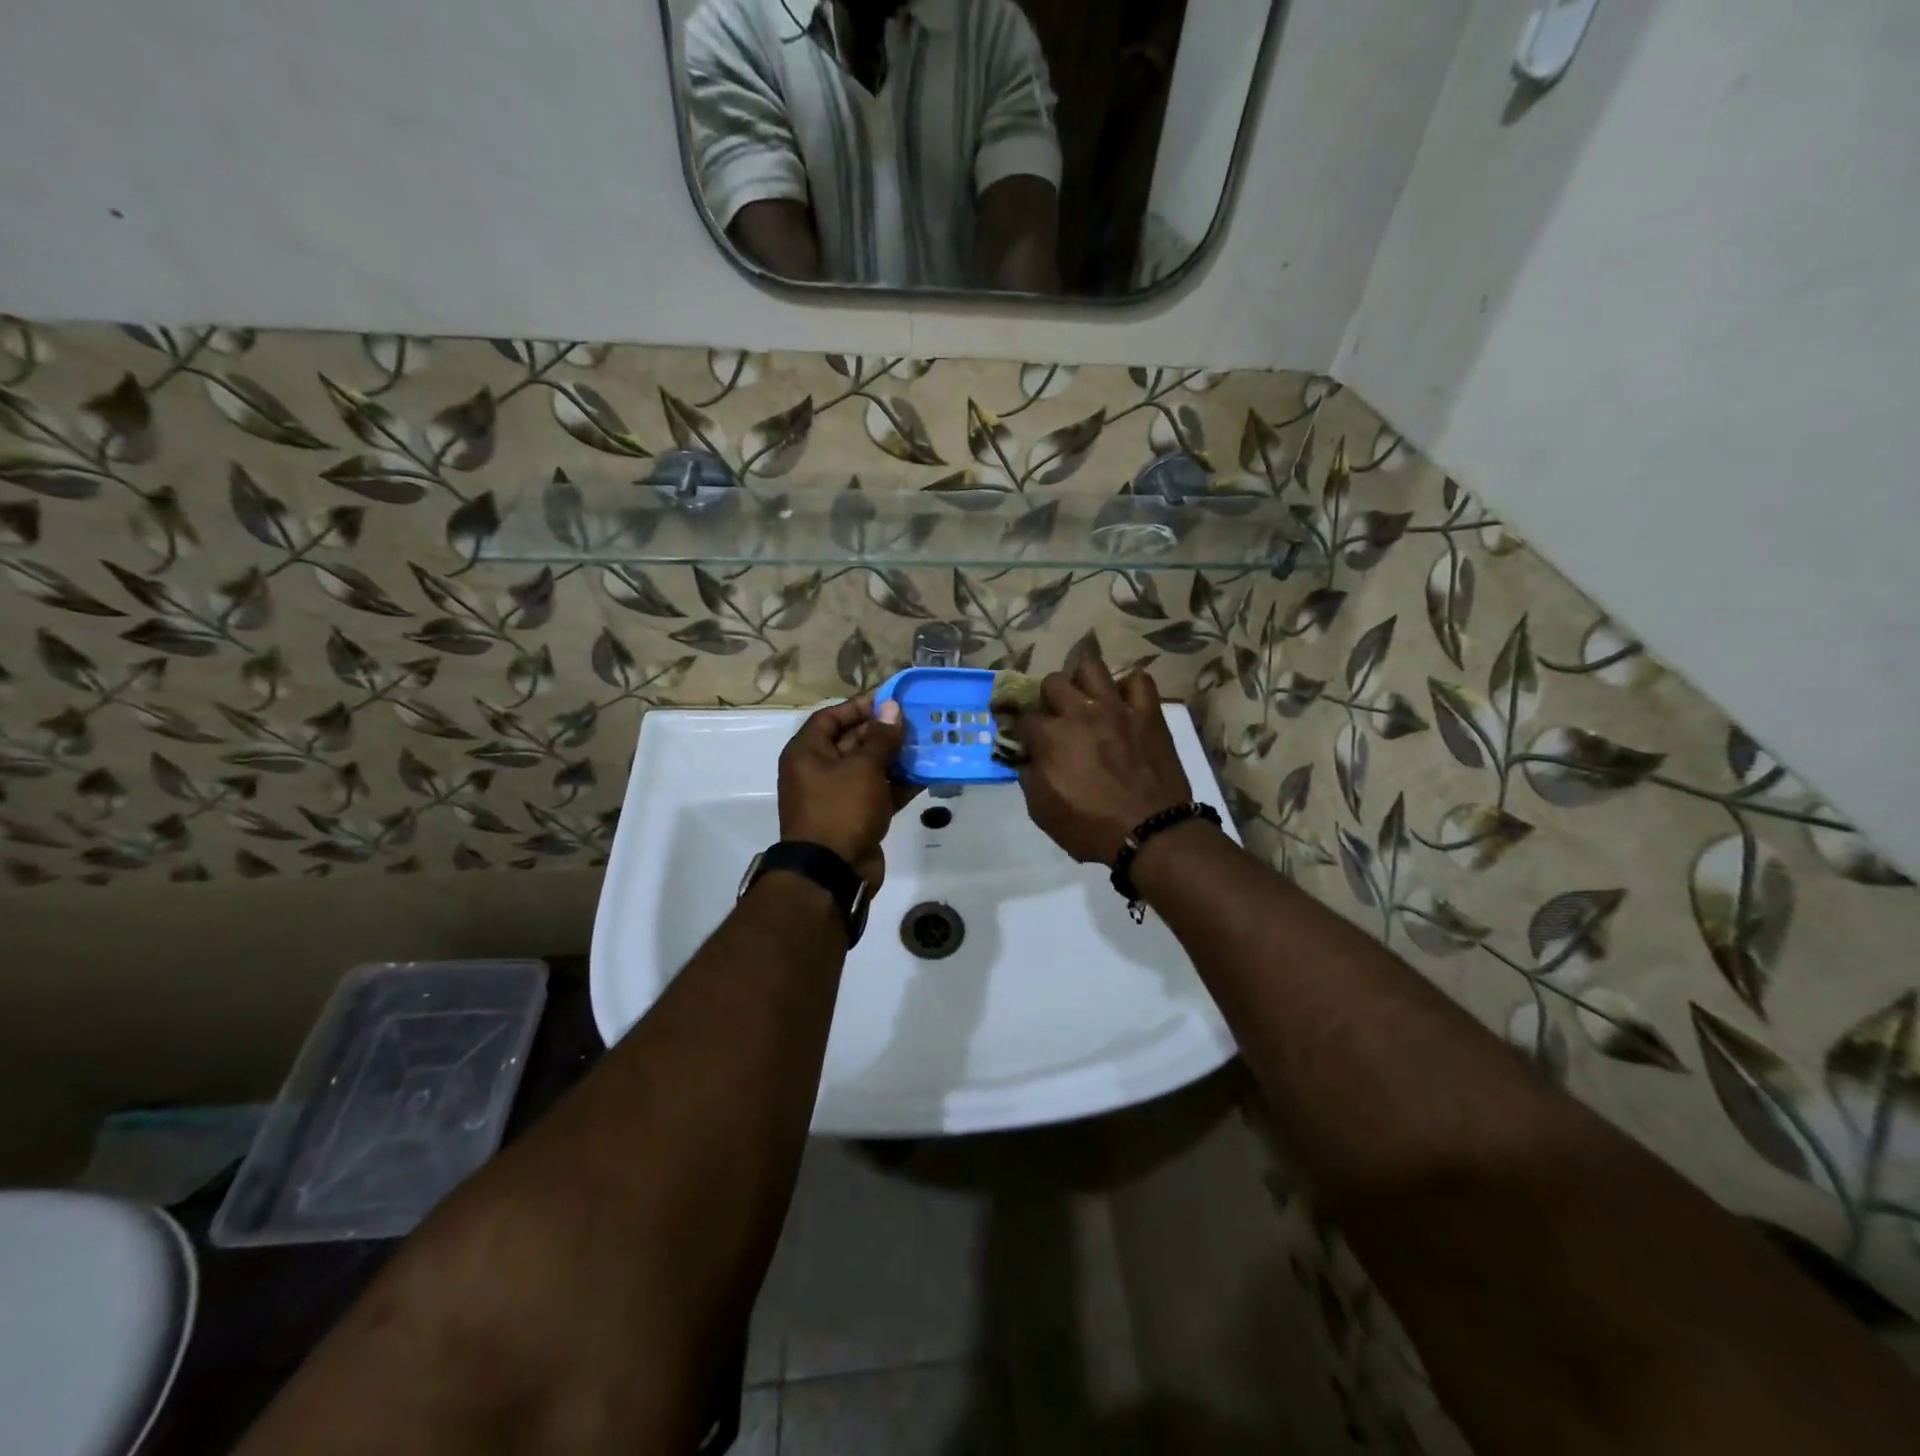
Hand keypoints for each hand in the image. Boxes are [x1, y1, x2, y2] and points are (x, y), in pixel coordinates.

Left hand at [778, 695, 909, 887]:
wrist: (832, 873)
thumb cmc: (841, 810)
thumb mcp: (863, 768)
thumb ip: (880, 737)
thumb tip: (892, 708)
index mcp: (807, 753)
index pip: (831, 717)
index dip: (860, 707)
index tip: (892, 701)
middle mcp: (818, 771)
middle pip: (852, 741)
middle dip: (884, 732)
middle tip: (918, 722)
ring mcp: (838, 796)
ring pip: (869, 768)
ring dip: (896, 758)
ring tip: (928, 744)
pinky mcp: (856, 818)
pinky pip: (879, 792)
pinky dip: (899, 784)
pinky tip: (926, 774)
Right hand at [1012, 654, 1193, 864]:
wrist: (1150, 832)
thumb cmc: (1090, 828)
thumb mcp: (1042, 811)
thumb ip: (1029, 777)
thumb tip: (1027, 758)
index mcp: (1050, 736)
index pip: (1023, 717)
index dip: (1020, 728)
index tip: (1024, 738)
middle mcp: (1080, 712)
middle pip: (1053, 682)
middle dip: (1048, 698)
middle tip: (1056, 718)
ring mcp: (1116, 708)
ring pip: (1091, 667)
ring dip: (1082, 680)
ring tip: (1086, 698)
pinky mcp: (1148, 713)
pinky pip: (1139, 681)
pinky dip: (1129, 688)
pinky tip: (1124, 702)